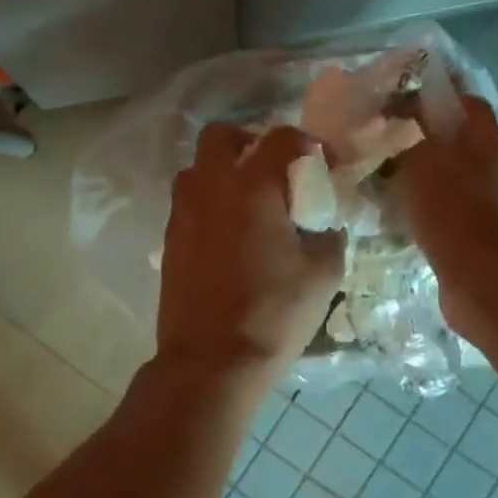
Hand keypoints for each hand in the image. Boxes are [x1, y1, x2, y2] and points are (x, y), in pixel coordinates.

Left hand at [157, 125, 346, 381]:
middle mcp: (210, 188)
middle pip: (219, 136)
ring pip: (195, 169)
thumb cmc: (273, 314)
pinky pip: (187, 204)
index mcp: (253, 187)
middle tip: (270, 168)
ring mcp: (183, 213)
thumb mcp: (322, 275)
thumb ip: (329, 236)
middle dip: (247, 141)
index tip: (321, 163)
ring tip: (246, 202)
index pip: (280, 137)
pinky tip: (227, 235)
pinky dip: (207, 204)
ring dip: (221, 172)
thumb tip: (325, 225)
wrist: (211, 361)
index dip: (306, 143)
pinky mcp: (169, 241)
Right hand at [391, 96, 497, 338]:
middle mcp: (487, 163)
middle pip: (447, 136)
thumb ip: (403, 131)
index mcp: (483, 137)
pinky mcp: (467, 228)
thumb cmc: (453, 210)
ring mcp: (480, 198)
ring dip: (408, 171)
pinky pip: (435, 204)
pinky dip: (412, 203)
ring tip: (370, 171)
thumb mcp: (421, 158)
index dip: (429, 94)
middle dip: (411, 135)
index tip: (392, 99)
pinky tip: (383, 208)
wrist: (481, 280)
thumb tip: (389, 114)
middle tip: (372, 137)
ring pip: (438, 172)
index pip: (461, 99)